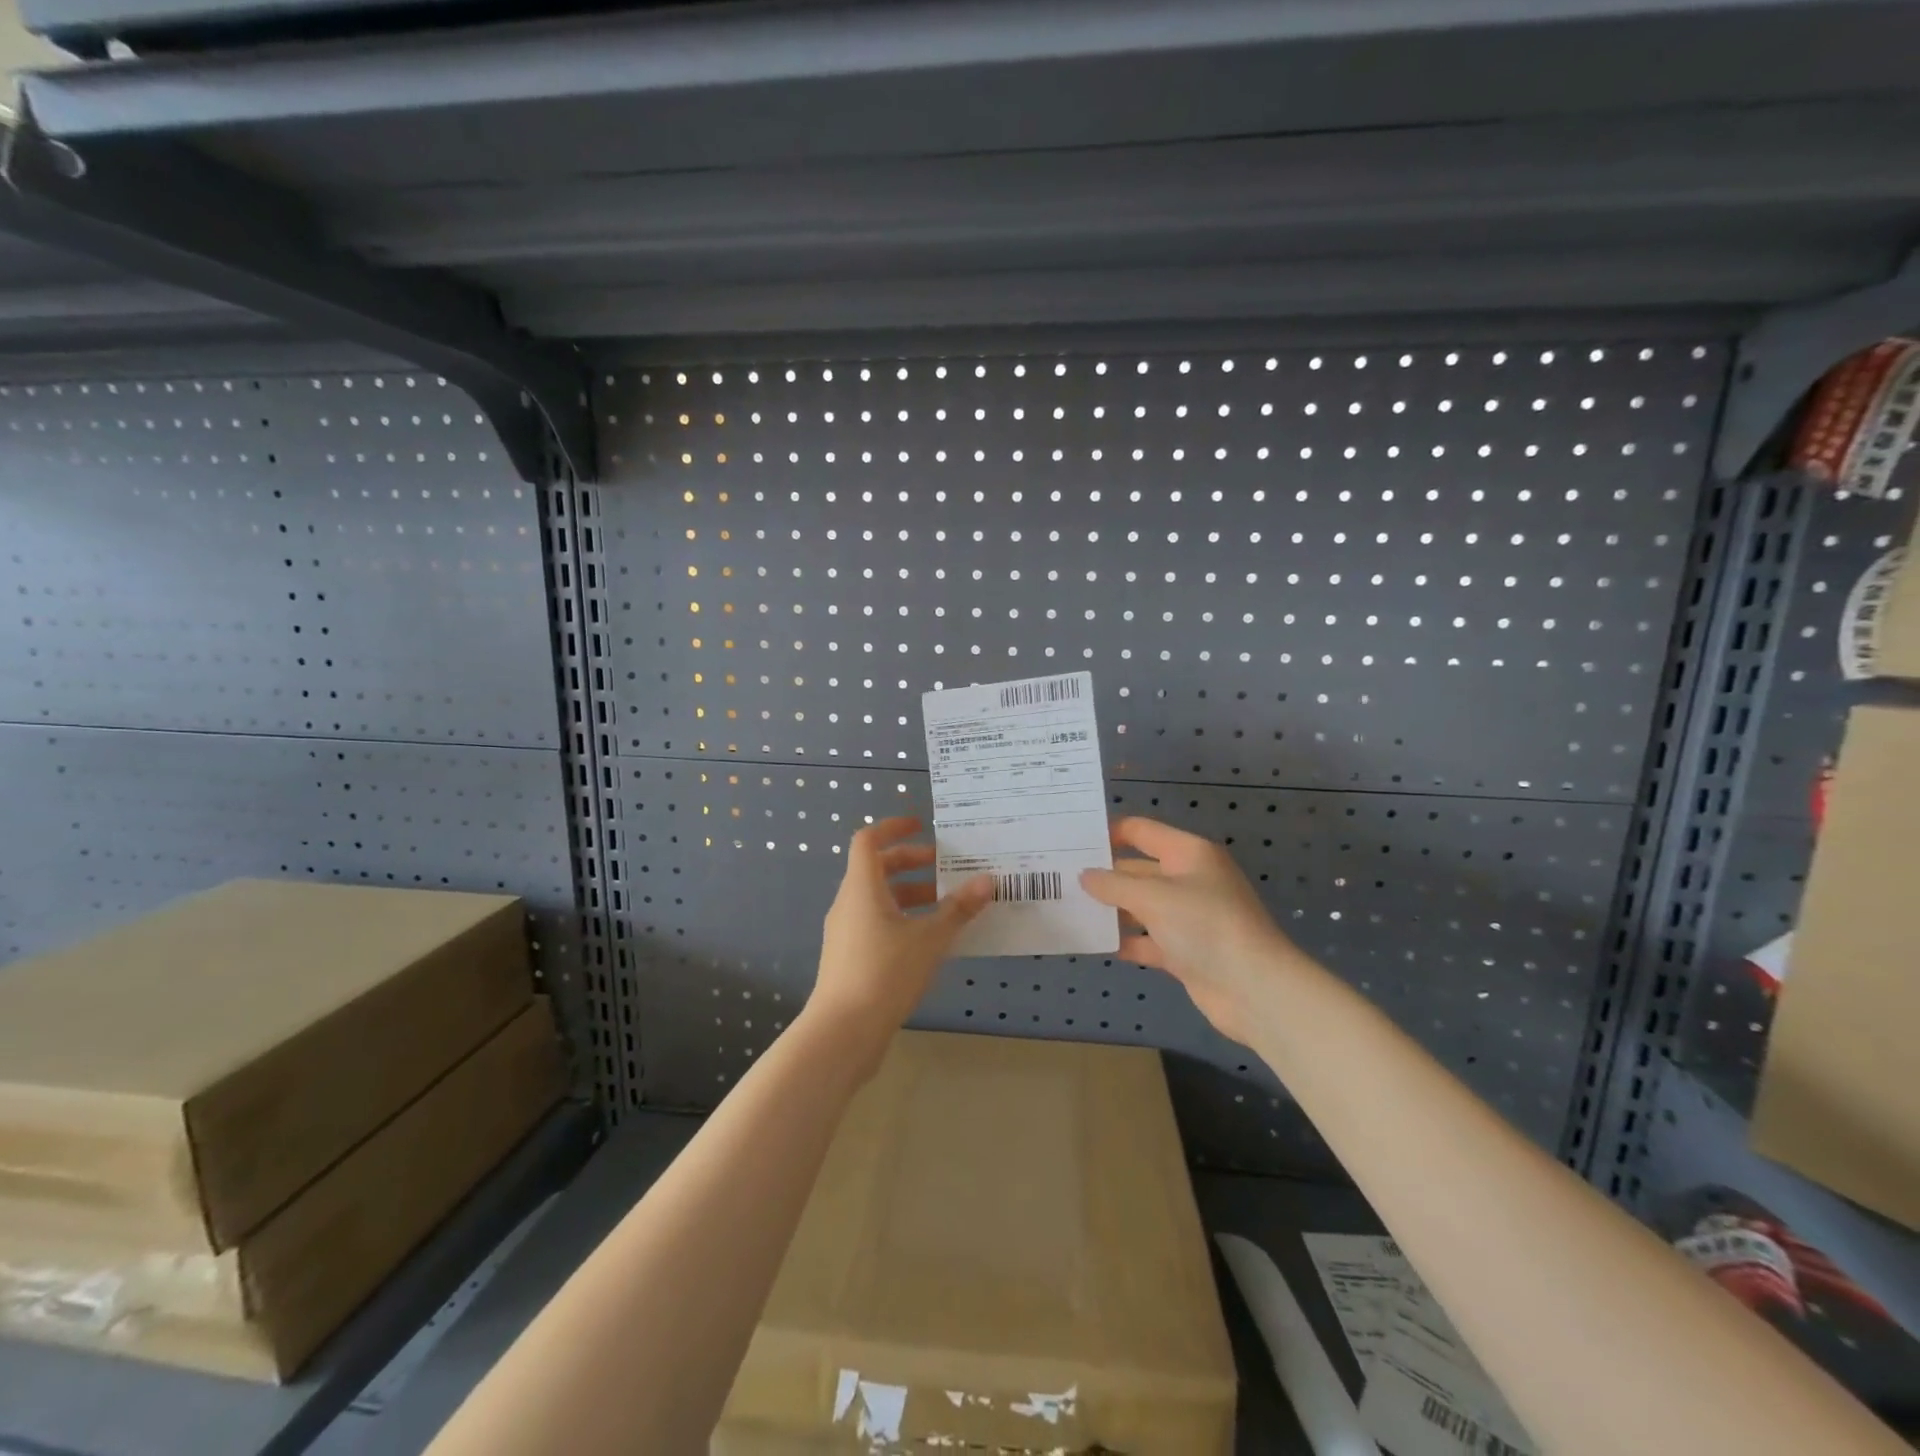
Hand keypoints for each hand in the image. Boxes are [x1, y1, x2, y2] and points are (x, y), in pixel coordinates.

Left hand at [809, 818, 992, 1061]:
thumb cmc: (884, 972)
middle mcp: (848, 903)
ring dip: (910, 895)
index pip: (868, 840)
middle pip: (876, 868)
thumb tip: (986, 881)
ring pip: (878, 899)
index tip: (922, 827)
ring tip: (946, 906)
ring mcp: (845, 932)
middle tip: (945, 868)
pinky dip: (902, 920)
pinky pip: (876, 924)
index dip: (893, 827)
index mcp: (862, 887)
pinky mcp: (848, 957)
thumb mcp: (929, 939)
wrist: (842, 1032)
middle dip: (910, 863)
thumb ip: (958, 909)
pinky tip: (930, 941)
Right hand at [1081, 817, 1305, 1047]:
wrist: (1255, 989)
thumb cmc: (1206, 926)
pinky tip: (1096, 943)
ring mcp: (1189, 917)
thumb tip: (1084, 875)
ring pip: (1142, 906)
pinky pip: (1148, 939)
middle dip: (1104, 874)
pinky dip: (1127, 940)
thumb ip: (1114, 885)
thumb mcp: (1154, 897)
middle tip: (1060, 877)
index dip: (1109, 832)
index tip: (1072, 839)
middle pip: (1138, 869)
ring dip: (1112, 909)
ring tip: (1069, 908)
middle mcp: (1189, 879)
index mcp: (1188, 853)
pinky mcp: (1186, 951)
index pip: (1142, 831)